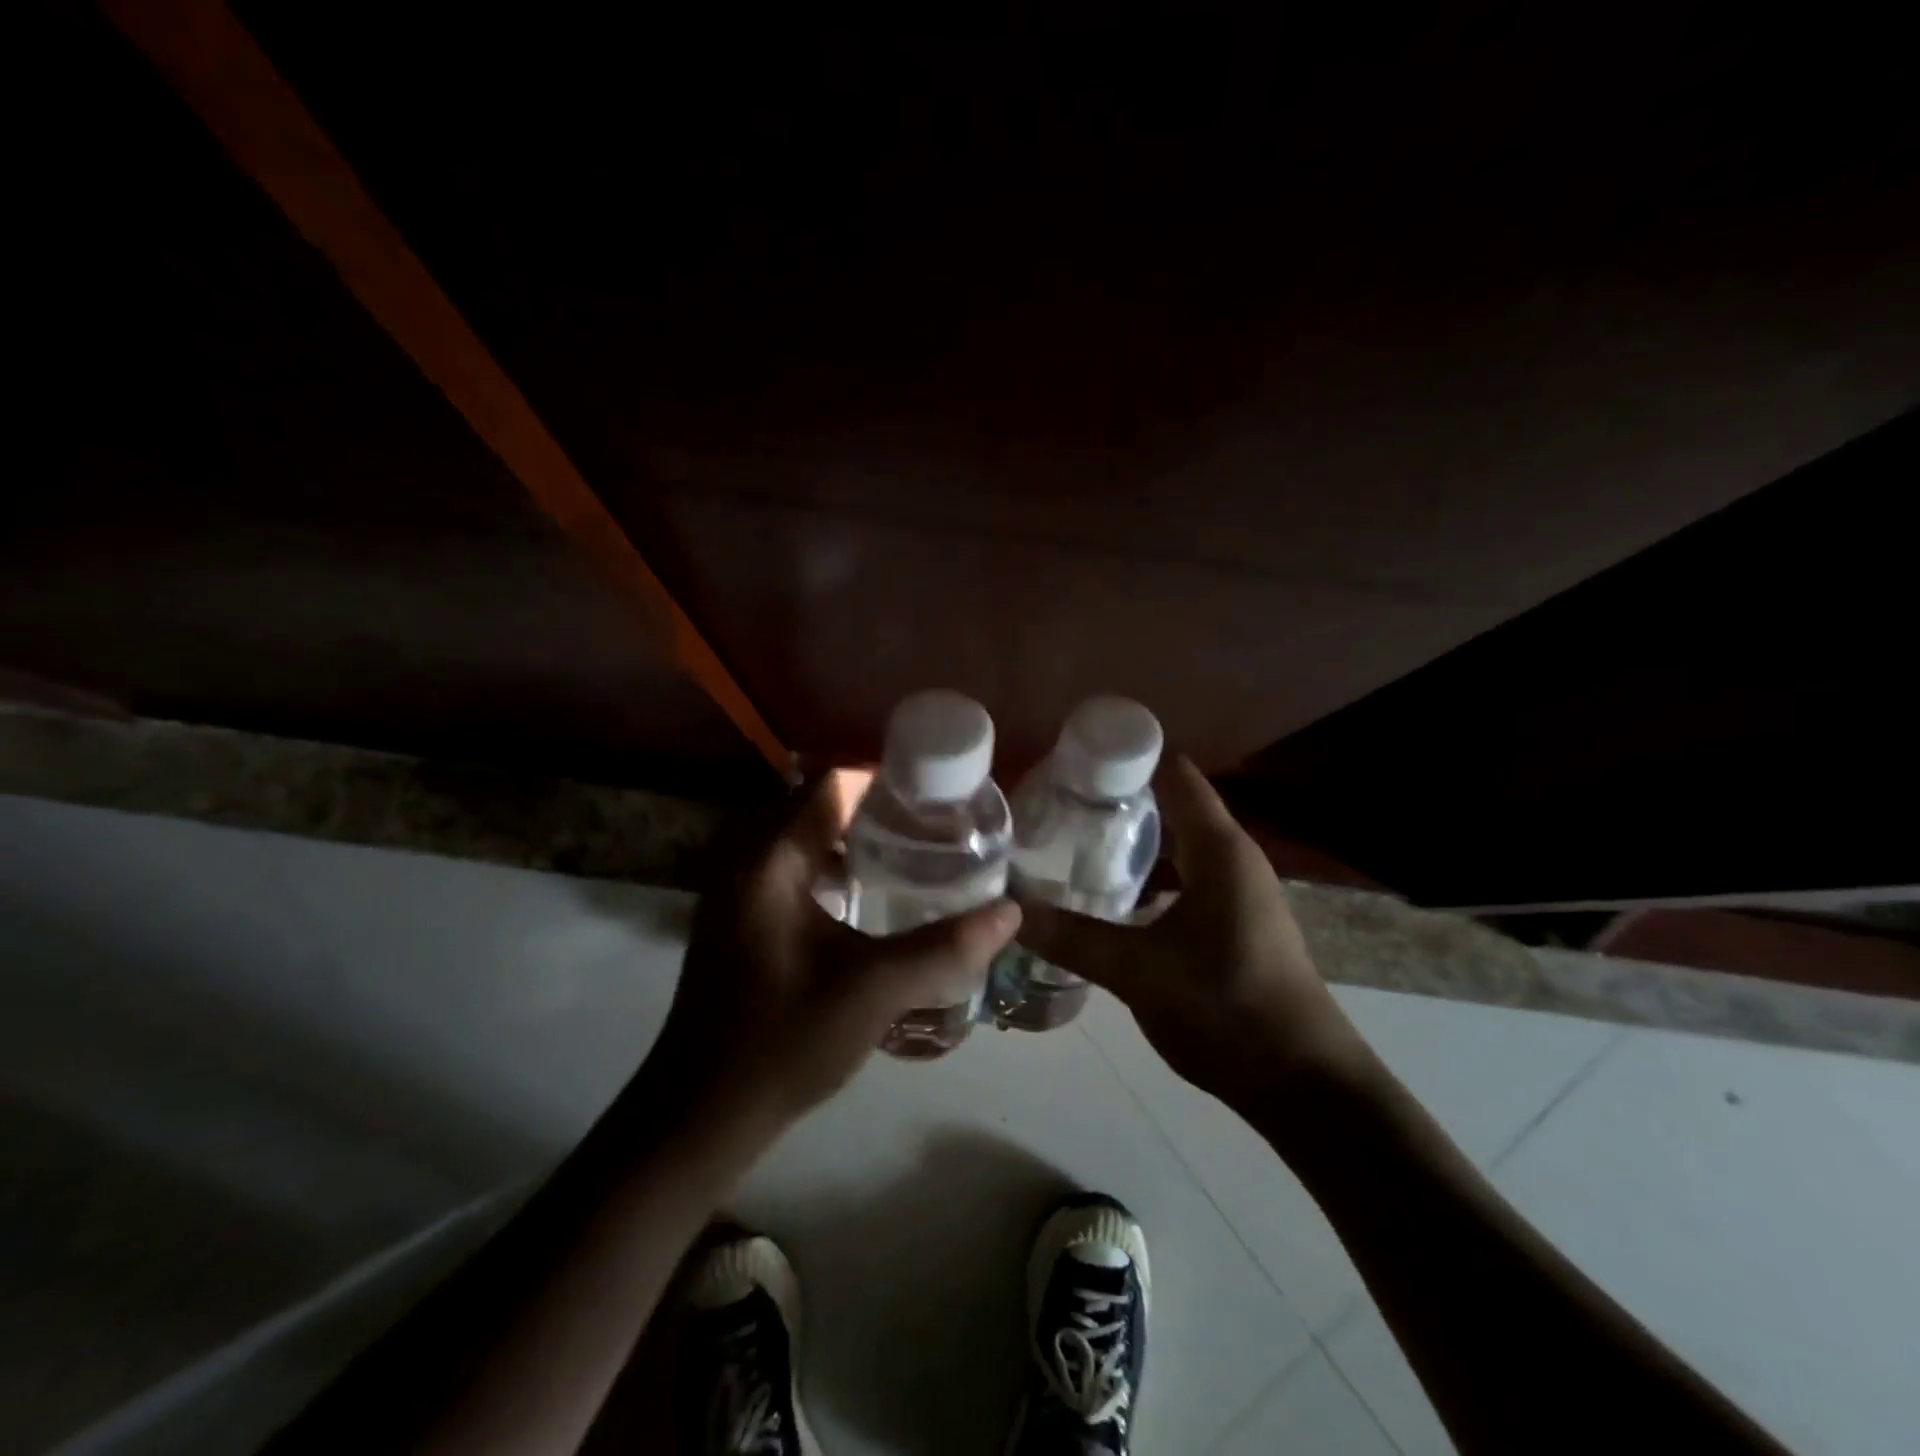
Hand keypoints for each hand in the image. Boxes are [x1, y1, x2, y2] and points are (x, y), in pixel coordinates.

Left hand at [647, 774, 1021, 1129]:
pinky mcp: (736, 915)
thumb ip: (945, 949)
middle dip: (875, 807)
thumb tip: (1010, 912)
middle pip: (816, 803)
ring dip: (851, 835)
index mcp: (770, 860)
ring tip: (910, 853)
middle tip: (932, 826)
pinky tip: (865, 895)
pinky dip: (828, 863)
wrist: (702, 1113)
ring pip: (801, 835)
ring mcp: (734, 888)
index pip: (832, 784)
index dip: (887, 781)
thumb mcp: (874, 992)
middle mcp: (745, 859)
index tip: (937, 798)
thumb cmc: (784, 1042)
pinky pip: (788, 864)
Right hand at [1014, 756, 1372, 1110]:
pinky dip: (1149, 876)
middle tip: (1055, 800)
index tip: (1071, 755)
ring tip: (1072, 840)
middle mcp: (1233, 858)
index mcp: (1220, 849)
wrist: (1304, 1084)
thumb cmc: (1226, 1007)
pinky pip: (1184, 879)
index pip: (1174, 774)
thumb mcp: (1138, 970)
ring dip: (1132, 840)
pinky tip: (1110, 896)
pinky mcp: (1235, 924)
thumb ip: (1071, 937)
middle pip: (1173, 805)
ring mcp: (1238, 892)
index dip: (1127, 755)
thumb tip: (1010, 910)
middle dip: (1118, 798)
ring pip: (1178, 846)